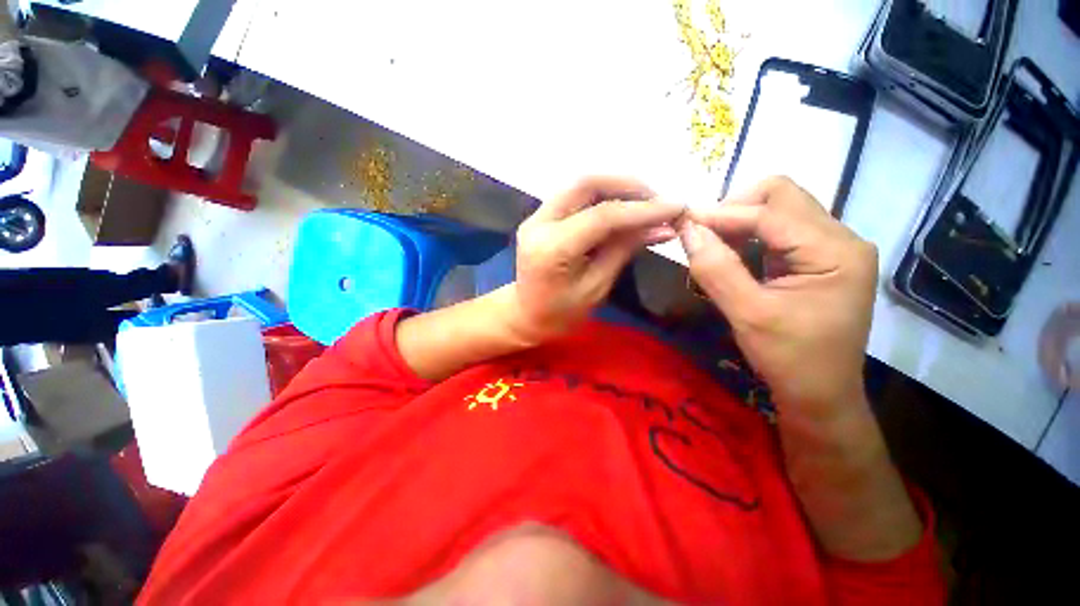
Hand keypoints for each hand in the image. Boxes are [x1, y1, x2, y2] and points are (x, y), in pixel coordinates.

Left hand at [512, 176, 684, 343]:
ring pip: (580, 185)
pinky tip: (622, 207)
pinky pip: (574, 196)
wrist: (525, 315)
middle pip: (586, 183)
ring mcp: (536, 217)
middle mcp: (539, 224)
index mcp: (552, 248)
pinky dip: (602, 196)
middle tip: (658, 199)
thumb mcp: (596, 287)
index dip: (642, 209)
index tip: (676, 207)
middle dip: (628, 185)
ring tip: (645, 202)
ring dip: (616, 187)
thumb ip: (624, 250)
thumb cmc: (560, 314)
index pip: (602, 216)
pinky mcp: (540, 216)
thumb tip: (663, 226)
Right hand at [679, 176, 877, 414]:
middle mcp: (841, 239)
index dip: (723, 214)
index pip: (771, 212)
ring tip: (710, 245)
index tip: (683, 223)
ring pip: (778, 210)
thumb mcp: (748, 315)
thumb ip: (716, 270)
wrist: (820, 394)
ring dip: (739, 221)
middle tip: (701, 234)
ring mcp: (830, 248)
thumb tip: (687, 231)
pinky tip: (729, 254)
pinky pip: (777, 231)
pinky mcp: (816, 259)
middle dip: (734, 209)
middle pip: (782, 197)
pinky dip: (747, 236)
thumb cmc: (790, 359)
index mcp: (836, 251)